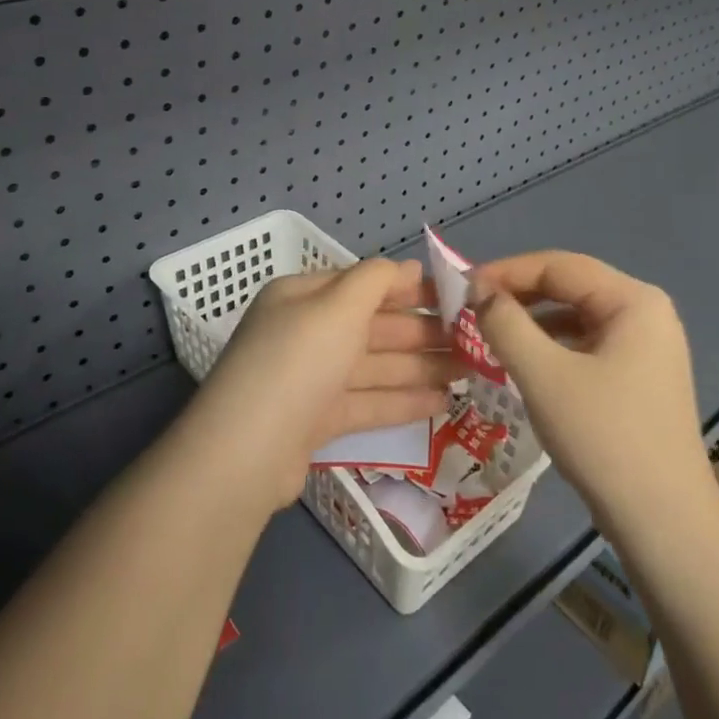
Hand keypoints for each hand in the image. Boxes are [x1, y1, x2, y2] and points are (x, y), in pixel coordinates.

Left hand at [185, 259, 460, 511]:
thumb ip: (375, 280)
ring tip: (467, 372)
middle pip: (371, 327)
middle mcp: (304, 334)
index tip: (453, 296)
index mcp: (302, 298)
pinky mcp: (316, 421)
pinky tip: (440, 402)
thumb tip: (408, 266)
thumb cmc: (297, 362)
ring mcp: (310, 380)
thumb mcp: (337, 306)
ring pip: (373, 366)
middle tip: (472, 340)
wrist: (246, 452)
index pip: (362, 285)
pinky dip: (400, 401)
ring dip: (419, 367)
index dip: (406, 288)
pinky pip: (366, 402)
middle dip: (420, 332)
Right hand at [469, 252, 718, 529]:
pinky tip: (523, 364)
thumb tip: (478, 290)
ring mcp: (646, 347)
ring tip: (489, 335)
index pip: (558, 266)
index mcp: (633, 300)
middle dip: (518, 296)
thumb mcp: (543, 374)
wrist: (663, 523)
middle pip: (569, 287)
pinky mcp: (639, 377)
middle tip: (471, 311)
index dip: (507, 272)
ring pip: (575, 317)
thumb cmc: (604, 438)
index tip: (462, 288)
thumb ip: (505, 323)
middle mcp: (645, 313)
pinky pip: (586, 344)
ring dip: (531, 322)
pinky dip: (551, 347)